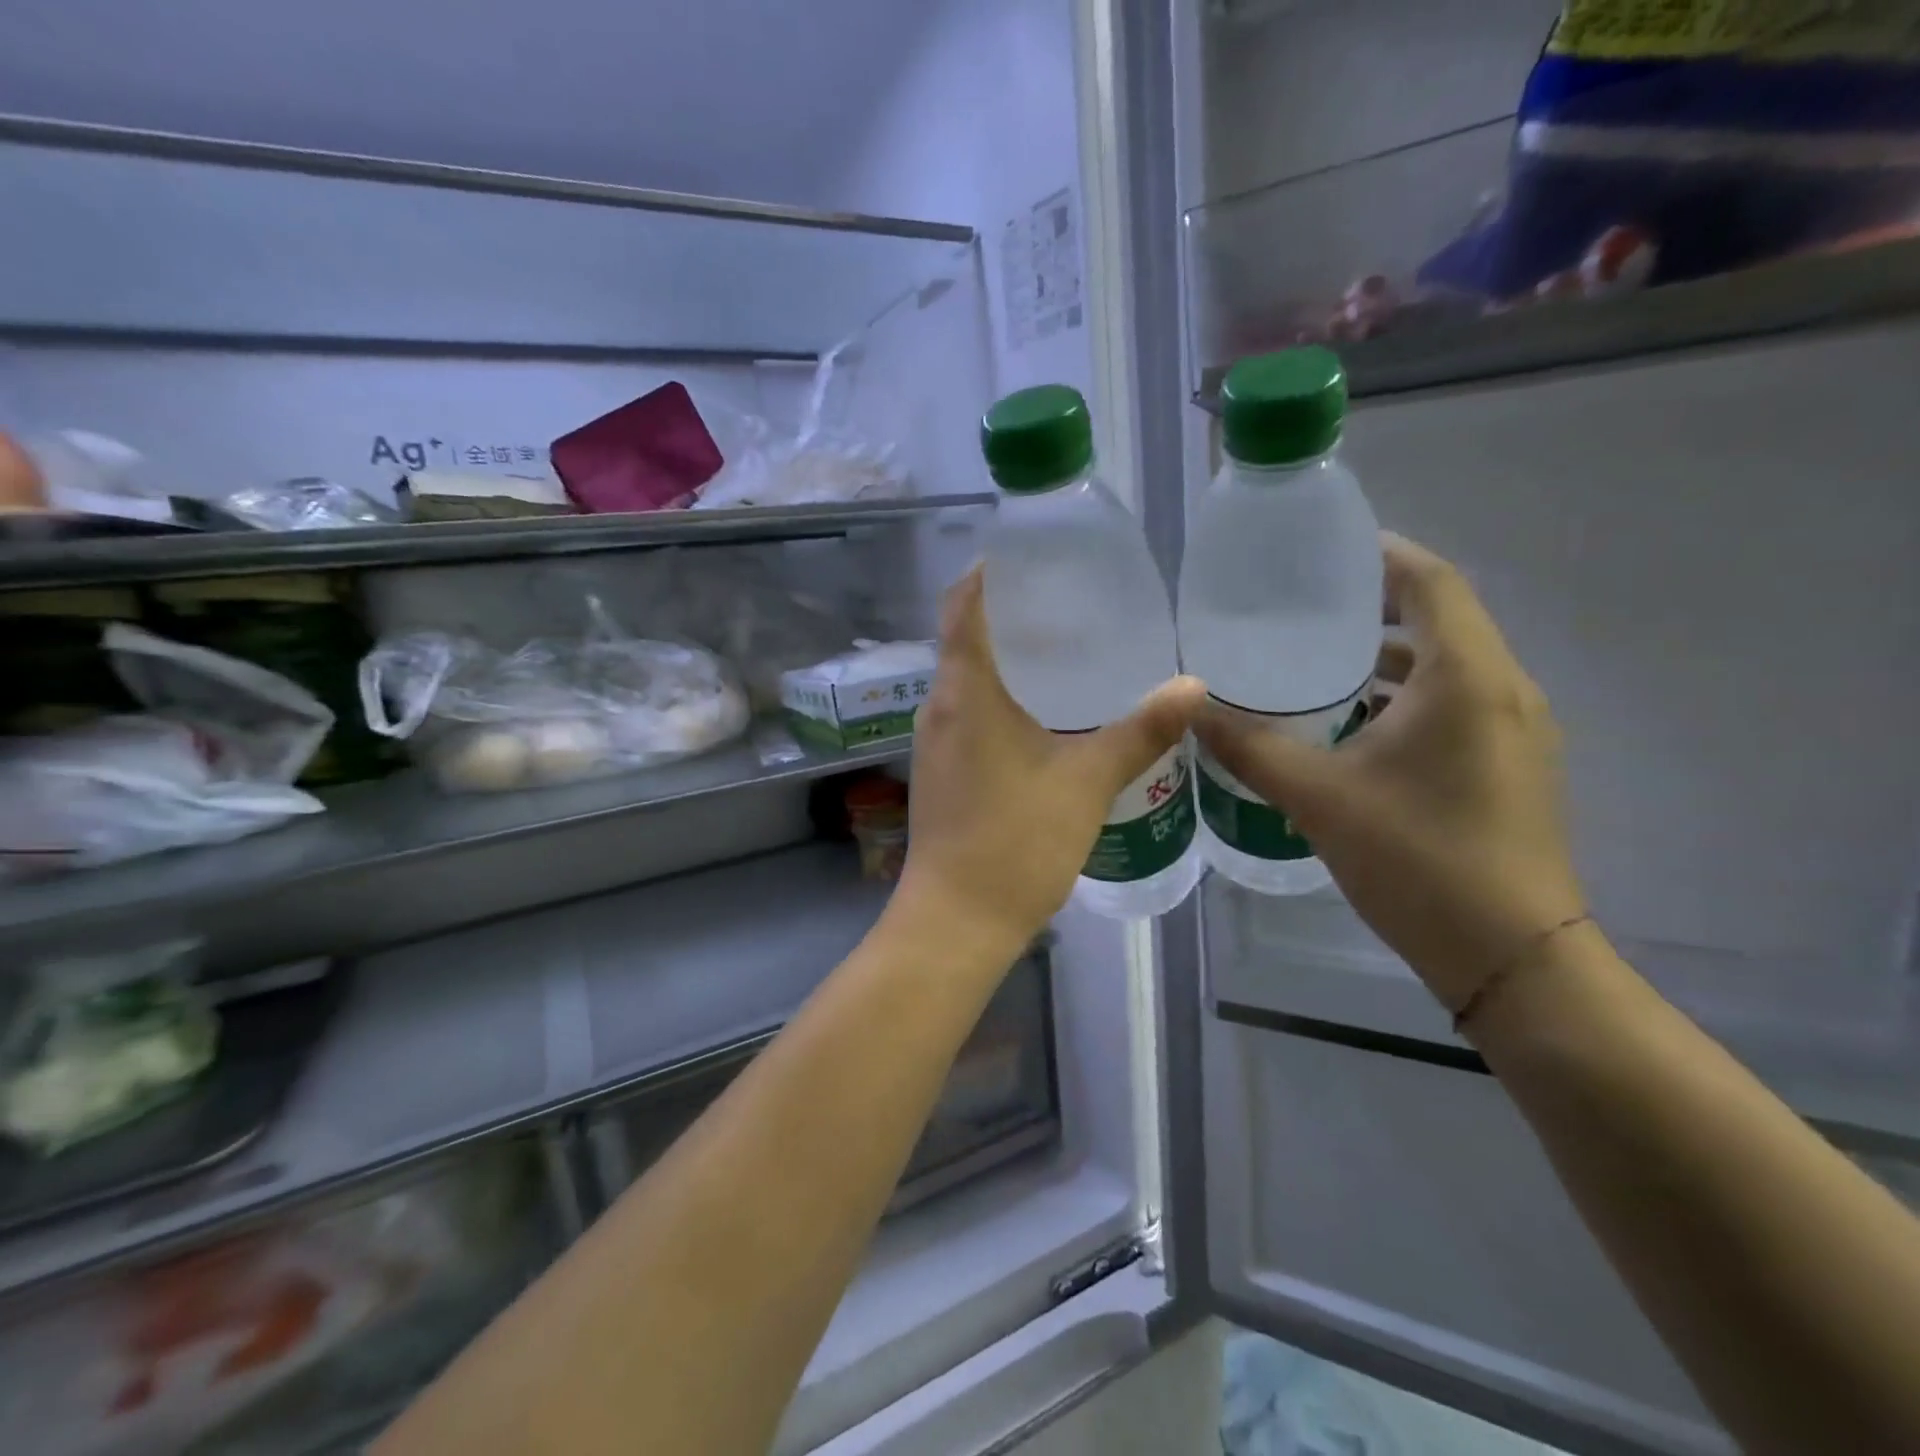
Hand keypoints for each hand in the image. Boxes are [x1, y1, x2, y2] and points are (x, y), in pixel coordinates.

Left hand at [898, 568, 1204, 952]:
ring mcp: (934, 744)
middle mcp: (939, 709)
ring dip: (1006, 658)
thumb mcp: (1086, 783)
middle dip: (1009, 614)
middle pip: (964, 640)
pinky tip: (1045, 713)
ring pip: (967, 681)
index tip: (1030, 556)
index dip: (988, 574)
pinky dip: (1001, 697)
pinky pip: (968, 714)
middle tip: (1069, 599)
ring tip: (1064, 648)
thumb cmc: (1015, 844)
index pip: (961, 608)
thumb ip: (1139, 732)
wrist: (956, 922)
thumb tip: (1194, 686)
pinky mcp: (942, 774)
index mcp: (964, 694)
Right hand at [1194, 533, 1586, 1010]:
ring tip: (1315, 664)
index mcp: (1466, 679)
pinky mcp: (1509, 766)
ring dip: (1386, 658)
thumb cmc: (1419, 860)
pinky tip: (1350, 727)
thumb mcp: (1319, 798)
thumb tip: (1191, 711)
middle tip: (1303, 607)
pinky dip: (1403, 698)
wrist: (1512, 957)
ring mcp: (1514, 731)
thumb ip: (1250, 748)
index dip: (1382, 555)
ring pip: (1446, 667)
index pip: (1431, 583)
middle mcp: (1502, 691)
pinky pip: (1453, 705)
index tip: (1325, 550)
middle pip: (1440, 619)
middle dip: (1374, 605)